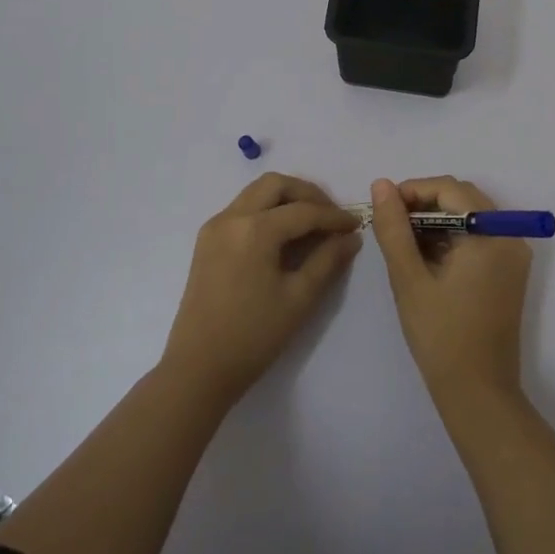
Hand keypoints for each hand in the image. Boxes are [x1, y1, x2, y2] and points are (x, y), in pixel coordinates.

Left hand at [161, 173, 362, 407]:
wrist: (198, 368)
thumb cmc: (253, 336)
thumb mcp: (299, 298)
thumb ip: (328, 261)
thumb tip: (351, 237)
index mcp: (255, 230)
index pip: (304, 211)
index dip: (334, 216)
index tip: (356, 224)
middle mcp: (232, 217)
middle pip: (275, 185)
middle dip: (307, 194)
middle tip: (330, 216)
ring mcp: (215, 226)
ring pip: (256, 192)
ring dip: (285, 198)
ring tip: (311, 222)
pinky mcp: (207, 240)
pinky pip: (242, 209)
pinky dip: (266, 210)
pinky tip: (283, 235)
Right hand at [369, 177, 532, 412]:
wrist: (478, 394)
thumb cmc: (441, 336)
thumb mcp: (409, 278)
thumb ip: (393, 228)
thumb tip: (381, 184)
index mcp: (491, 235)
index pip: (450, 189)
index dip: (414, 190)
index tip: (384, 208)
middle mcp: (510, 237)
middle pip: (463, 198)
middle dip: (424, 204)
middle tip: (391, 225)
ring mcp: (513, 255)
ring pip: (469, 216)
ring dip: (436, 221)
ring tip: (404, 243)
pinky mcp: (509, 272)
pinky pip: (478, 237)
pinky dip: (451, 238)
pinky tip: (425, 258)